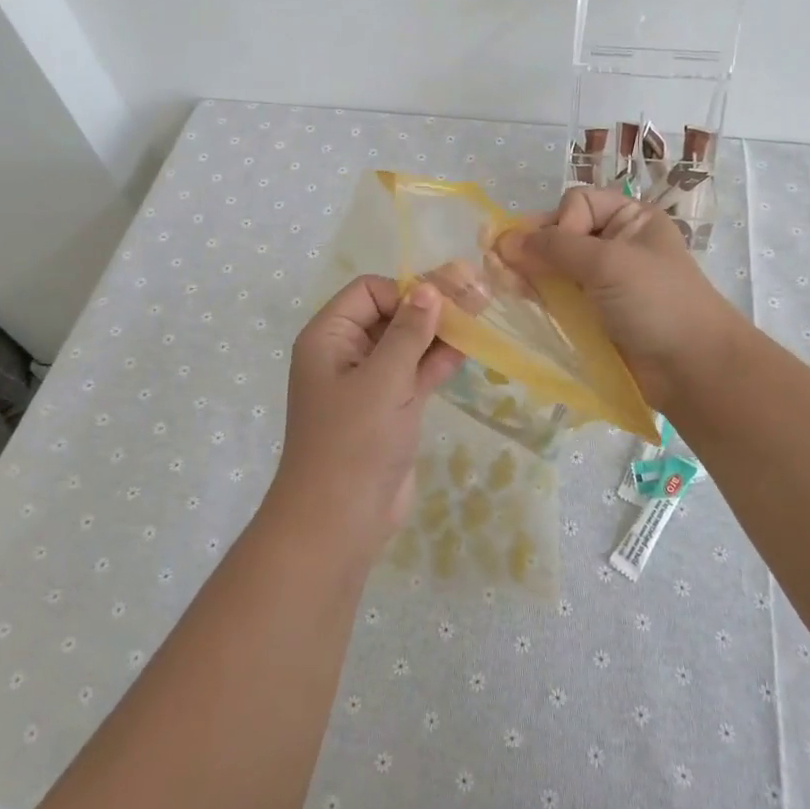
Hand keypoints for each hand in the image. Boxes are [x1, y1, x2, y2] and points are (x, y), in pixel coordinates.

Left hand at [265, 276, 463, 561]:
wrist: (339, 520)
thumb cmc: (355, 440)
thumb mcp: (384, 379)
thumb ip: (409, 332)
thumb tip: (429, 288)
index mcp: (329, 337)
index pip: (369, 292)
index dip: (405, 291)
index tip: (442, 303)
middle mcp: (345, 354)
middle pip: (390, 315)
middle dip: (429, 308)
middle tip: (476, 297)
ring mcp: (367, 384)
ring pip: (406, 346)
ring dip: (438, 334)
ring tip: (480, 317)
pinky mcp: (388, 409)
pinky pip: (413, 374)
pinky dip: (436, 362)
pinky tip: (467, 350)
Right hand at [497, 187, 748, 414]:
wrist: (691, 369)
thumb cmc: (656, 302)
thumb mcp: (608, 263)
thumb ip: (554, 248)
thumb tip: (502, 240)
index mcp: (630, 219)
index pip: (577, 203)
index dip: (560, 223)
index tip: (557, 252)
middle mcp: (615, 244)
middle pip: (560, 233)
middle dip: (534, 248)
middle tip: (503, 266)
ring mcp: (602, 281)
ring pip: (553, 266)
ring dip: (528, 272)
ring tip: (503, 283)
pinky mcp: (591, 314)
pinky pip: (556, 295)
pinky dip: (536, 294)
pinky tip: (517, 297)